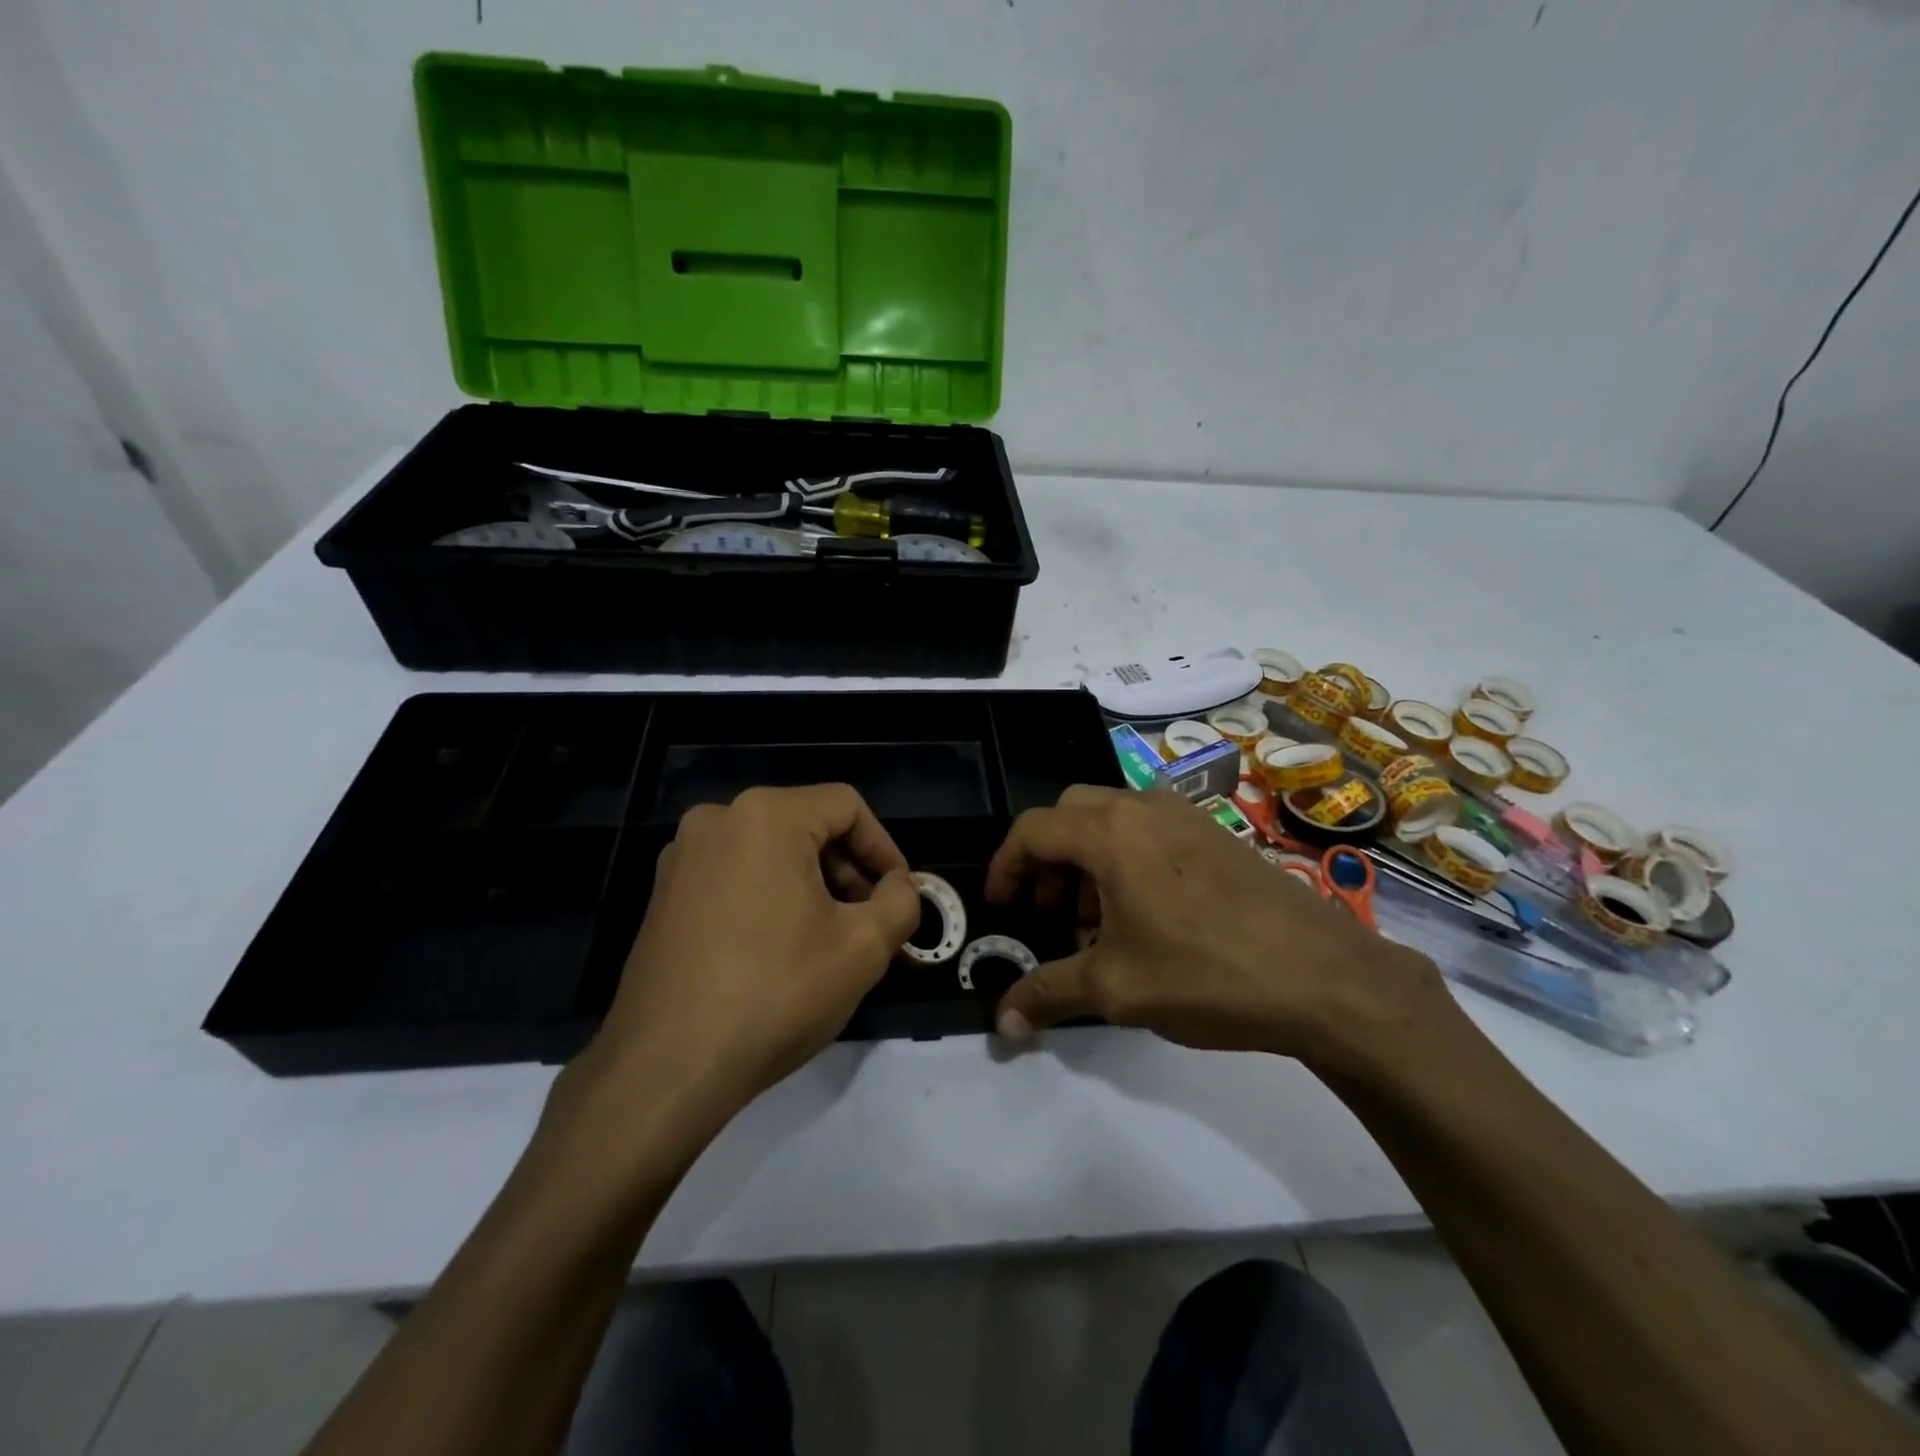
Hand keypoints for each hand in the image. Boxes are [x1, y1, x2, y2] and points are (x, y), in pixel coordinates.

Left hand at [561, 785, 919, 1136]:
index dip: (885, 848)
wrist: (667, 1068)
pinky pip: (736, 877)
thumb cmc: (776, 993)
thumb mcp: (864, 947)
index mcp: (765, 815)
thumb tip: (900, 887)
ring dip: (813, 888)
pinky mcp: (664, 896)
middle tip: (872, 923)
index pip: (847, 806)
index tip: (899, 896)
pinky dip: (771, 899)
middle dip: (849, 872)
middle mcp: (717, 820)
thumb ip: (901, 902)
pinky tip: (783, 952)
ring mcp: (682, 858)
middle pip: (807, 826)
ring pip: (771, 853)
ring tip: (832, 942)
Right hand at [986, 787, 1459, 1073]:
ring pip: (1111, 818)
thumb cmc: (1206, 974)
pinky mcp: (1216, 834)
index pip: (1032, 830)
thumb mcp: (1116, 989)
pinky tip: (1144, 914)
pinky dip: (1125, 857)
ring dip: (1087, 858)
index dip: (1005, 866)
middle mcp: (1143, 807)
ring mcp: (1185, 816)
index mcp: (1110, 832)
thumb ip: (1048, 994)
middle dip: (1046, 859)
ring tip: (1094, 919)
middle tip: (1048, 911)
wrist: (1326, 977)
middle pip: (1069, 814)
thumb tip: (1001, 1023)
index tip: (1001, 908)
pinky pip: (1149, 829)